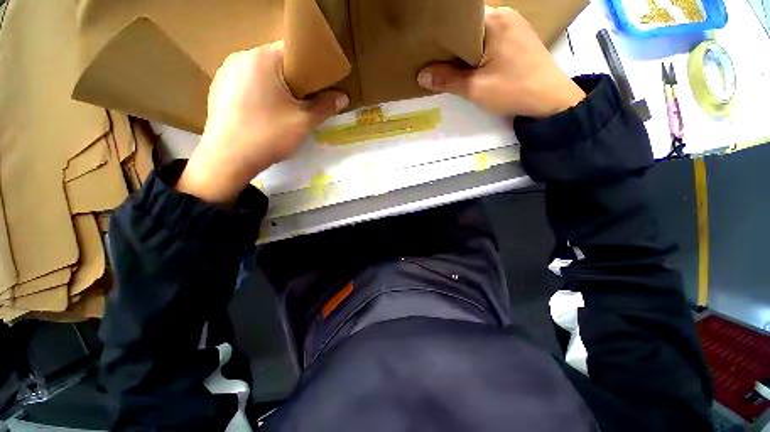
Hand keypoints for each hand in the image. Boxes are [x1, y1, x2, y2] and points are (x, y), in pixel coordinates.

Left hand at [177, 41, 348, 203]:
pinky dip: (260, 93)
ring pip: (261, 73)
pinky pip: (247, 83)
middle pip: (278, 61)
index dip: (313, 67)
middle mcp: (241, 57)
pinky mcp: (218, 88)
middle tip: (306, 101)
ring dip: (277, 87)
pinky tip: (264, 114)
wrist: (228, 159)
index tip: (322, 85)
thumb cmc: (268, 136)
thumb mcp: (304, 122)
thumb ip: (325, 106)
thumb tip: (343, 97)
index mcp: (262, 58)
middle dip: (295, 79)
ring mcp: (225, 72)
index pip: (295, 51)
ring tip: (285, 109)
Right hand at [417, 7, 584, 117]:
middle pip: (467, 28)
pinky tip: (470, 67)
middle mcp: (504, 15)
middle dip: (450, 46)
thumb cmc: (513, 90)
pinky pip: (488, 41)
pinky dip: (476, 53)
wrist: (550, 99)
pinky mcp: (516, 39)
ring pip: (477, 35)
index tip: (428, 53)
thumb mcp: (476, 88)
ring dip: (463, 51)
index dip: (441, 37)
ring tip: (448, 67)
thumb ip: (447, 80)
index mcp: (494, 20)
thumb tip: (421, 75)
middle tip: (434, 63)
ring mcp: (512, 26)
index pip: (458, 22)